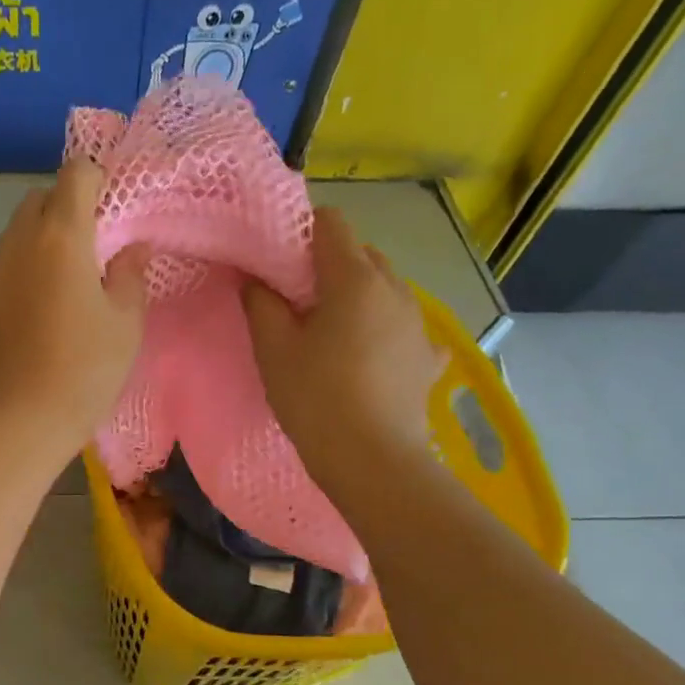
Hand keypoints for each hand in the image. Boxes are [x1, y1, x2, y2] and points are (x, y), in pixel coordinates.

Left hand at [0, 159, 148, 461]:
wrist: (19, 422)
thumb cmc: (84, 371)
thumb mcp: (125, 324)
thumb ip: (130, 275)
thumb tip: (132, 248)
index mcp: (60, 237)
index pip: (76, 173)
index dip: (98, 181)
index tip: (115, 212)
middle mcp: (17, 242)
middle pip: (40, 198)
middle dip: (67, 208)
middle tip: (93, 249)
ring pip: (16, 231)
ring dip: (41, 238)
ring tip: (65, 280)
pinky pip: (2, 265)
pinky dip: (22, 268)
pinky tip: (38, 309)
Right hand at [242, 207, 444, 487]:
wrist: (371, 461)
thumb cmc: (315, 399)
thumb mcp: (273, 350)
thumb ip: (261, 304)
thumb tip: (256, 279)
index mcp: (355, 279)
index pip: (331, 224)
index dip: (301, 232)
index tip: (279, 262)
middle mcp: (395, 289)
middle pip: (362, 253)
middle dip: (329, 265)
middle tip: (298, 301)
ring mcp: (418, 323)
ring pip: (385, 288)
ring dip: (358, 296)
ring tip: (332, 332)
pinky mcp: (428, 357)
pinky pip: (403, 327)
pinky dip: (384, 330)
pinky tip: (370, 356)